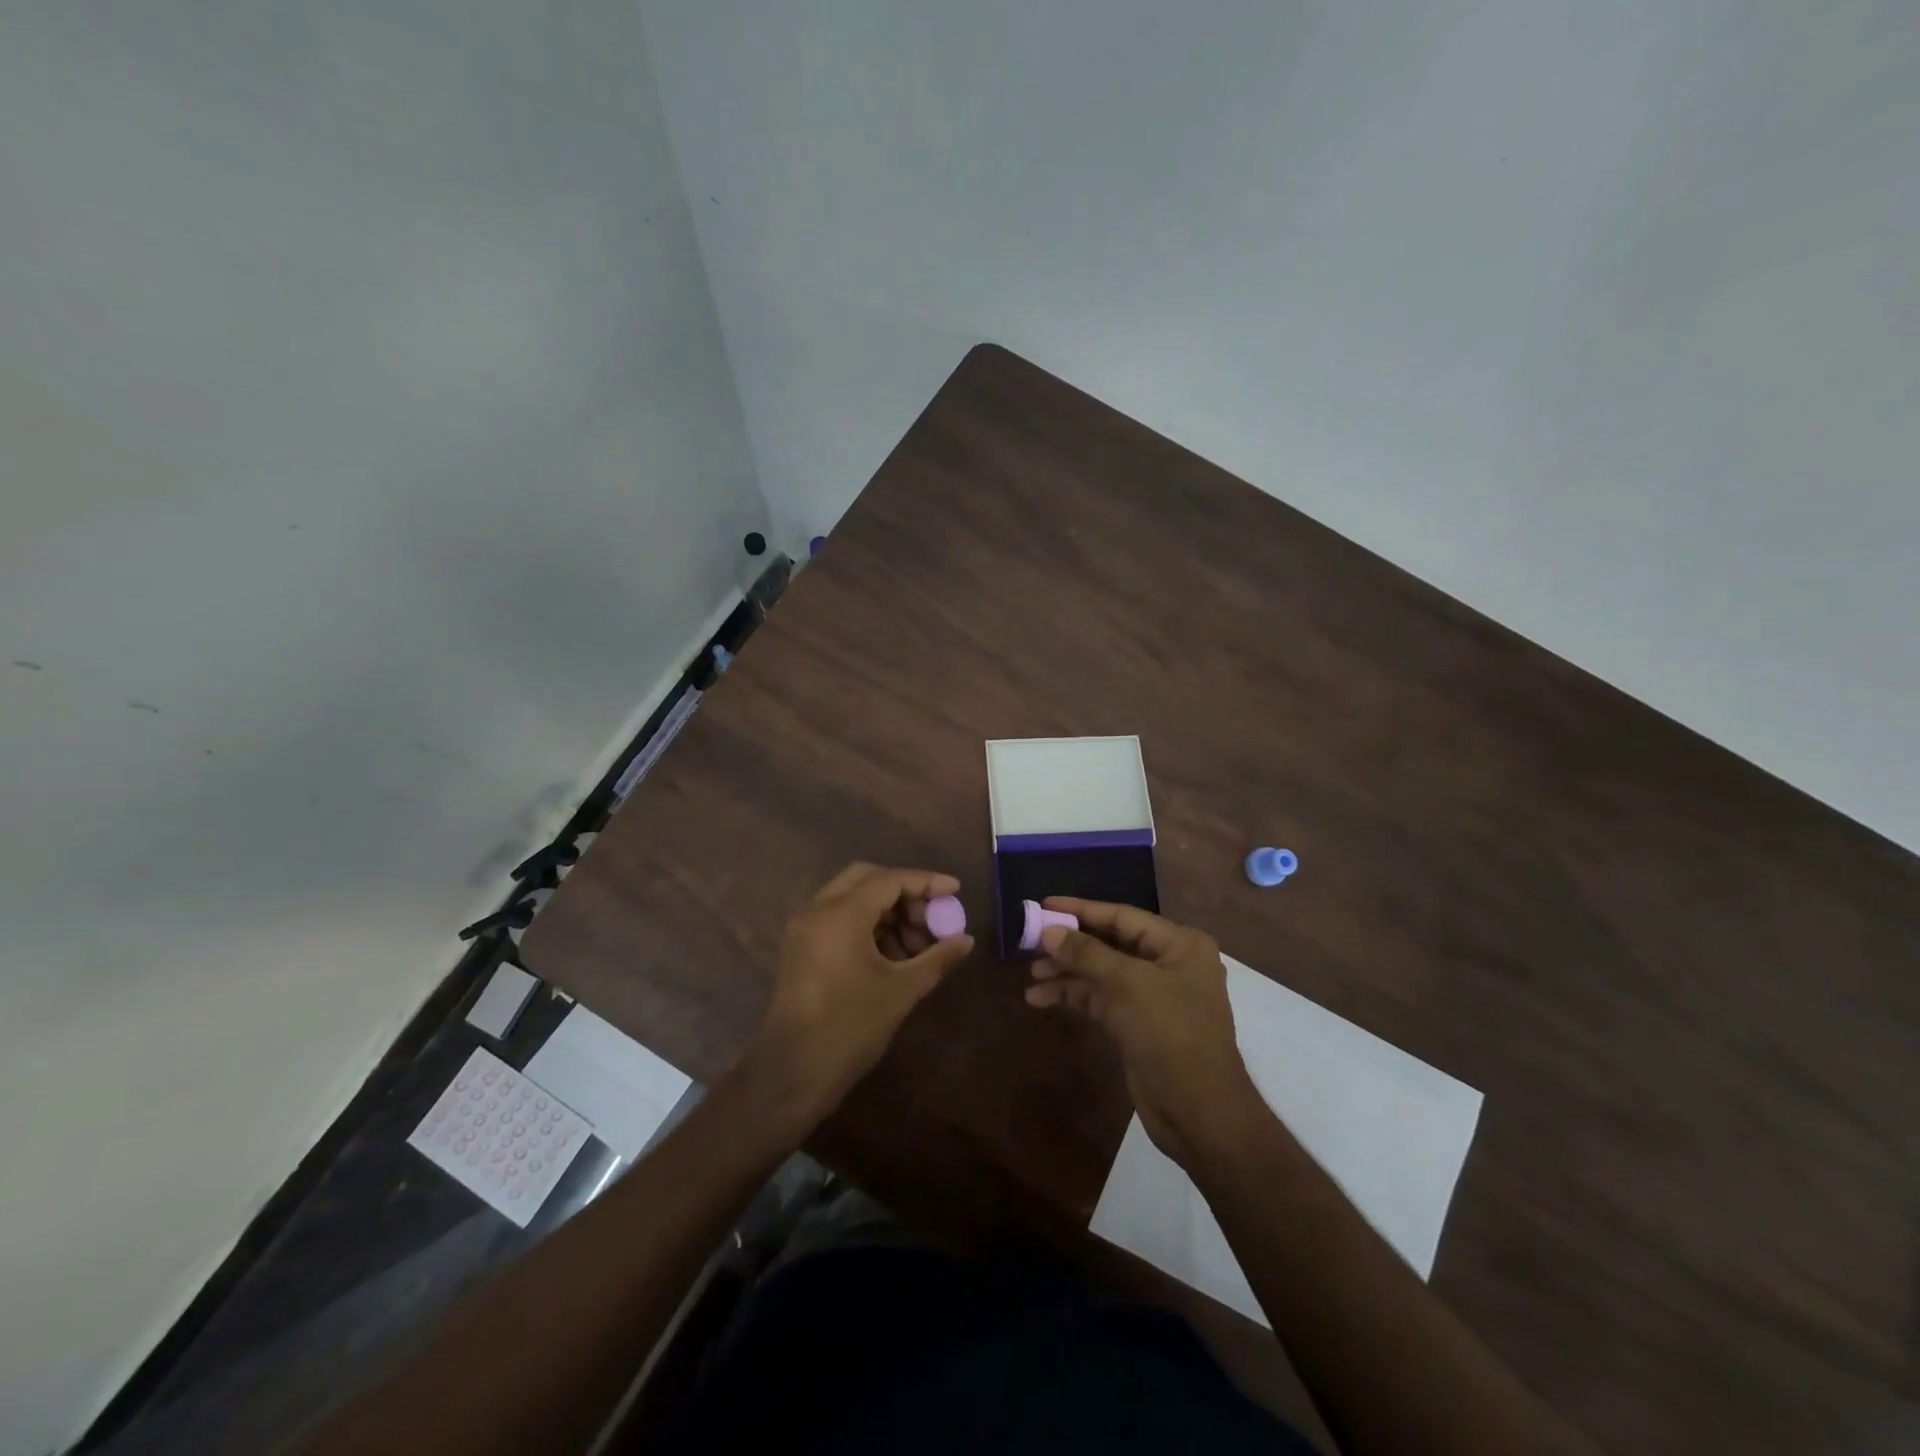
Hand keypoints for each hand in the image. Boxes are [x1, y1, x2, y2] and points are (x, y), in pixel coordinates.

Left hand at [742, 863, 973, 1128]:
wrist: (792, 1073)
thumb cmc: (850, 1028)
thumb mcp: (901, 991)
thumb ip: (937, 958)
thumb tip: (966, 940)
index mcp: (841, 914)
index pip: (890, 880)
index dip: (926, 882)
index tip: (955, 890)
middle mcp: (817, 910)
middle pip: (867, 879)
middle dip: (904, 893)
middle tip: (931, 919)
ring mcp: (804, 928)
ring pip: (851, 898)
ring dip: (886, 911)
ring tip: (917, 946)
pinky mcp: (800, 948)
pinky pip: (838, 918)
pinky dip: (867, 925)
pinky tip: (892, 955)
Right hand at [1026, 898, 1263, 1167]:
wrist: (1199, 1112)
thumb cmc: (1172, 1034)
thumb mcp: (1129, 986)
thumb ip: (1087, 954)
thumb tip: (1049, 931)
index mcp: (1179, 944)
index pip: (1122, 916)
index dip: (1081, 910)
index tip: (1043, 905)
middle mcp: (1168, 963)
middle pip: (1109, 943)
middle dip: (1070, 945)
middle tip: (1030, 943)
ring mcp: (1153, 995)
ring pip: (1101, 973)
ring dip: (1067, 973)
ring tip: (1031, 976)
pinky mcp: (1138, 1023)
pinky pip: (1100, 998)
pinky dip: (1074, 996)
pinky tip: (1041, 998)